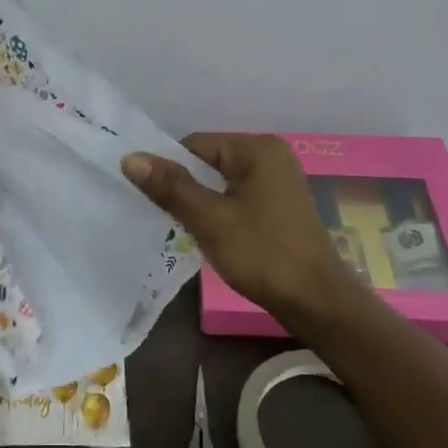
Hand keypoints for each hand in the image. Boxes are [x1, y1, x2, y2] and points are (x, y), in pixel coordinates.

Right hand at [123, 134, 362, 324]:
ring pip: (222, 181)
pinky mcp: (280, 205)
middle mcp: (271, 156)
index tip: (150, 197)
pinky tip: (210, 234)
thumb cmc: (262, 254)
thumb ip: (171, 186)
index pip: (195, 145)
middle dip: (185, 186)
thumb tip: (130, 158)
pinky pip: (238, 196)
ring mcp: (279, 181)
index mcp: (257, 149)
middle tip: (162, 215)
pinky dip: (220, 210)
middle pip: (209, 161)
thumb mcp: (210, 219)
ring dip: (201, 201)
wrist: (316, 302)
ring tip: (182, 227)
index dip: (168, 168)